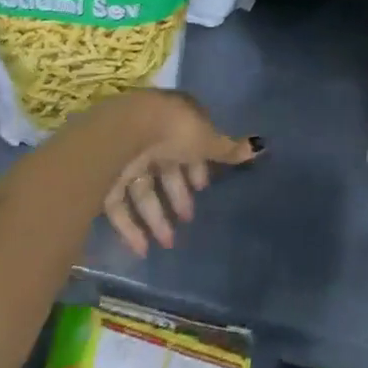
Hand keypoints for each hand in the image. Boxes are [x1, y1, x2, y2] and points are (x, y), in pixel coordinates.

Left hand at [89, 89, 260, 257]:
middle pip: (167, 168)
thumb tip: (261, 145)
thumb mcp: (206, 140)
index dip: (198, 165)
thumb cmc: (173, 130)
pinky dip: (131, 227)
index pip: (189, 141)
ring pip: (144, 189)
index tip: (205, 187)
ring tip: (169, 242)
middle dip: (178, 194)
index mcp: (175, 119)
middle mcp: (150, 135)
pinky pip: (121, 205)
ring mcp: (126, 156)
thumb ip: (228, 149)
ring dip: (157, 217)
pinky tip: (142, 249)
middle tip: (189, 218)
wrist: (123, 133)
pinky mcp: (106, 178)